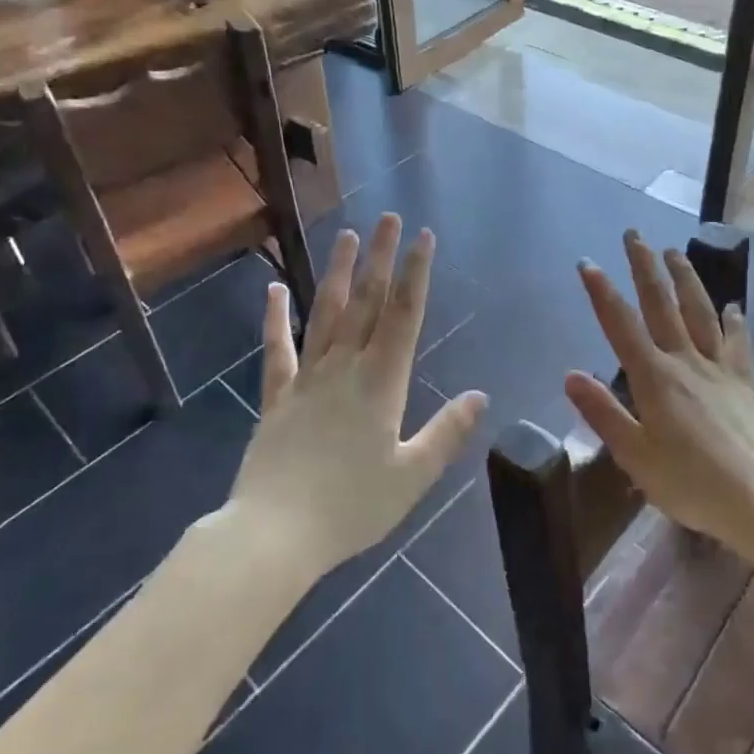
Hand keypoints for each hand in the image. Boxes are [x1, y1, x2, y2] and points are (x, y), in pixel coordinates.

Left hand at [227, 214, 485, 575]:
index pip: (404, 316)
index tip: (423, 237)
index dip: (416, 273)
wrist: (275, 534)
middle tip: (387, 218)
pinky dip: (274, 318)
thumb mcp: (412, 476)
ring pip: (324, 313)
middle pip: (366, 303)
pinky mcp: (276, 396)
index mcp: (382, 383)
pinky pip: (277, 349)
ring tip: (346, 236)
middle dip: (380, 258)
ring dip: (337, 273)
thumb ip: (446, 432)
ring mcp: (307, 378)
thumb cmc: (351, 508)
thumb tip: (480, 395)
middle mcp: (345, 368)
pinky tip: (273, 289)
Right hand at [564, 231, 753, 550]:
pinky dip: (734, 322)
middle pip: (662, 305)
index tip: (587, 263)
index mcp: (654, 378)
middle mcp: (685, 362)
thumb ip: (602, 412)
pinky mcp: (744, 384)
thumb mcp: (635, 455)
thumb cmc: (689, 483)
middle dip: (645, 267)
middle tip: (635, 235)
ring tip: (675, 252)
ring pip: (700, 313)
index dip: (602, 292)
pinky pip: (738, 344)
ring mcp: (718, 370)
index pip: (621, 325)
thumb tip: (570, 375)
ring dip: (686, 279)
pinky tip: (733, 306)